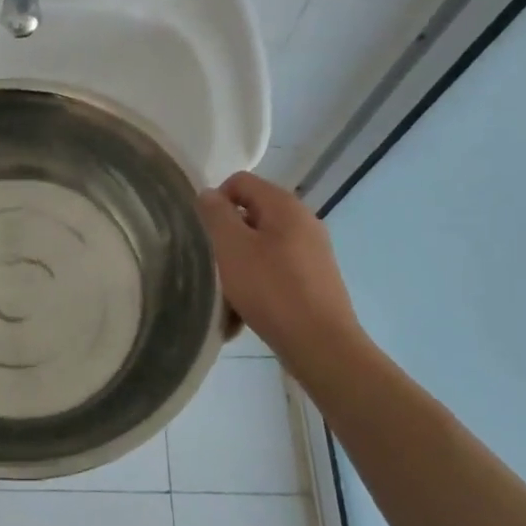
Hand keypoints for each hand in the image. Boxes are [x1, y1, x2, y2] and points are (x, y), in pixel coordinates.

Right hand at [197, 172, 368, 372]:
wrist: (321, 344)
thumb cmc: (271, 289)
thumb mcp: (231, 247)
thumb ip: (216, 214)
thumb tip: (208, 194)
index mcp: (285, 206)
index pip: (241, 181)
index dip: (216, 200)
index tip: (205, 232)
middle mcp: (303, 221)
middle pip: (251, 212)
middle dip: (228, 234)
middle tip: (213, 261)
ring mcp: (313, 250)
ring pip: (262, 243)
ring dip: (240, 260)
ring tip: (228, 289)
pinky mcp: (315, 278)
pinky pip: (276, 267)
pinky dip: (258, 279)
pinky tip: (246, 307)